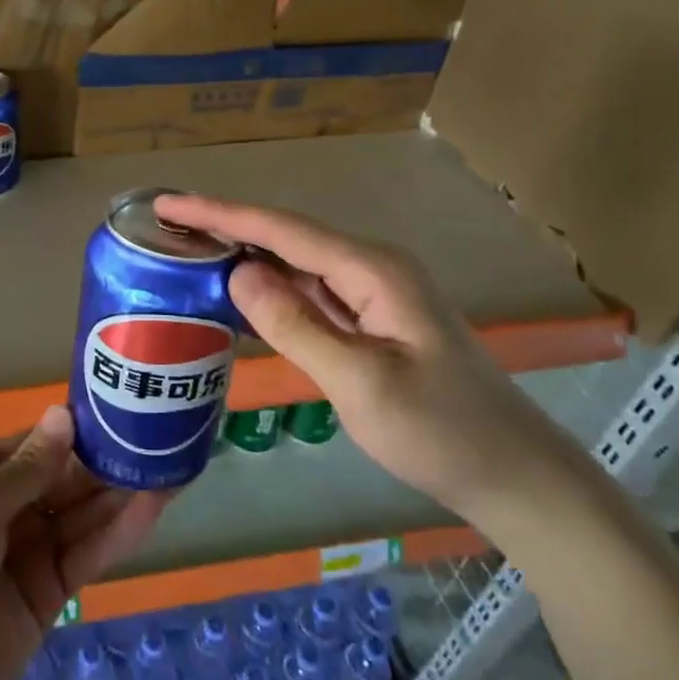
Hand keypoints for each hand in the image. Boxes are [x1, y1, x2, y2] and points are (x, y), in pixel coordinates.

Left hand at [0, 406, 167, 679]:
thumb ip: (28, 467)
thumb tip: (64, 414)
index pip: (36, 444)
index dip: (76, 431)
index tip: (121, 412)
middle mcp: (6, 506)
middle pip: (64, 478)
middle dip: (106, 461)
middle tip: (159, 439)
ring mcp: (30, 549)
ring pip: (82, 513)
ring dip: (121, 493)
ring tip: (169, 468)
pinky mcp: (51, 590)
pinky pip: (88, 552)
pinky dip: (119, 532)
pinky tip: (152, 509)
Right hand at [155, 193, 594, 525]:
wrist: (514, 474)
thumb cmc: (442, 431)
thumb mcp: (361, 382)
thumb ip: (296, 326)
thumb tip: (238, 273)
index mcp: (372, 270)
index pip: (281, 230)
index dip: (220, 213)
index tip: (167, 205)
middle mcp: (371, 269)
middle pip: (285, 237)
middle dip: (225, 225)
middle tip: (165, 225)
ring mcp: (372, 295)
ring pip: (294, 263)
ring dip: (243, 254)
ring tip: (187, 248)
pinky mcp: (370, 321)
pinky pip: (308, 293)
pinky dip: (268, 288)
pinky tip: (238, 291)